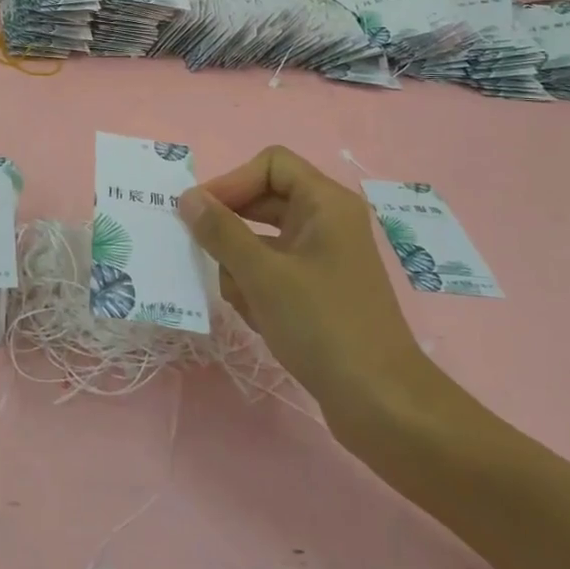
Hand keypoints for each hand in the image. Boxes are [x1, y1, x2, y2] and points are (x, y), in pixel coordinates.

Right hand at [178, 147, 457, 439]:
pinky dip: (258, 288)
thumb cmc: (323, 326)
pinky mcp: (319, 290)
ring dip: (242, 265)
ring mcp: (324, 257)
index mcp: (326, 203)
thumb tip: (187, 197)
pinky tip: (257, 318)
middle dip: (232, 230)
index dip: (233, 181)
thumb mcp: (262, 275)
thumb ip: (221, 231)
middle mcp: (327, 221)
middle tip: (203, 254)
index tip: (201, 214)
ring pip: (263, 240)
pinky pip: (274, 270)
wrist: (381, 404)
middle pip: (263, 201)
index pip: (270, 164)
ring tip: (243, 299)